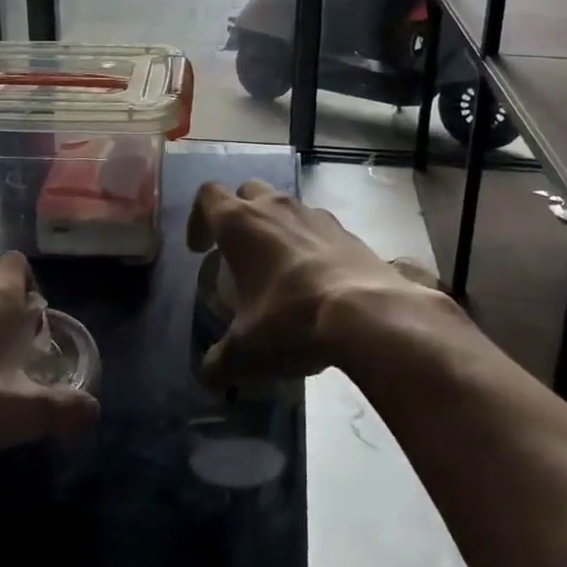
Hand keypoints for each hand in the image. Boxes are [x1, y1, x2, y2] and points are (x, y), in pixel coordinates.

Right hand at [186, 181, 453, 386]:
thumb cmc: (290, 320)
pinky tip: (315, 282)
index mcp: (240, 223)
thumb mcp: (245, 351)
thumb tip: (208, 374)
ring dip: (276, 228)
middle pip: (247, 192)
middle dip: (239, 216)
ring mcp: (315, 215)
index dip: (198, 219)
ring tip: (278, 270)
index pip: (207, 197)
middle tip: (238, 253)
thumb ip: (219, 361)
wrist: (368, 315)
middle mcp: (275, 207)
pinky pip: (318, 229)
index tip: (200, 250)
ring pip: (285, 207)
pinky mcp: (347, 232)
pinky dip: (310, 246)